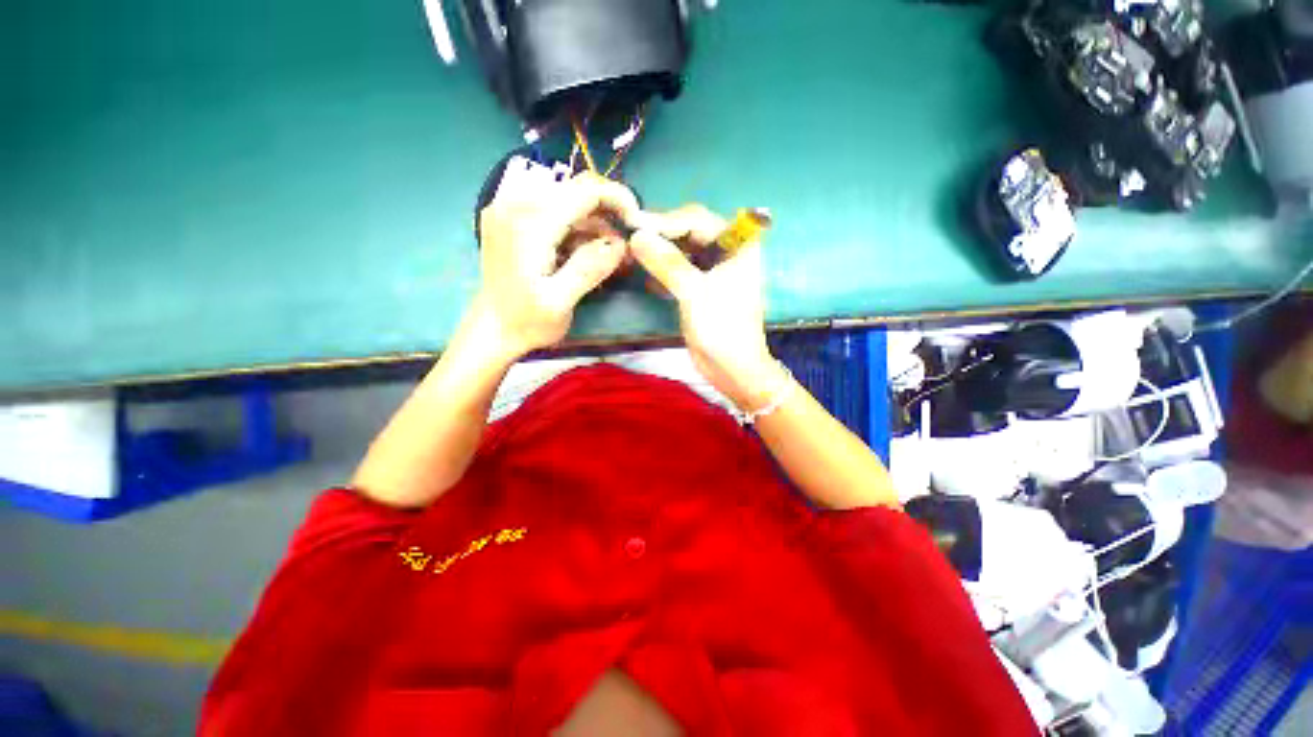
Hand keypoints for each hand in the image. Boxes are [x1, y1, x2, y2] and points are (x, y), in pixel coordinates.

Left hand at [473, 171, 641, 358]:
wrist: (491, 331)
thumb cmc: (525, 323)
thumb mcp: (560, 303)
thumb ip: (588, 269)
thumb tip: (620, 243)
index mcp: (529, 223)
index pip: (584, 190)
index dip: (618, 199)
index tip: (637, 225)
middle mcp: (516, 204)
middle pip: (577, 190)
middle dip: (607, 214)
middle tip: (625, 249)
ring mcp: (511, 208)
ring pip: (568, 200)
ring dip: (594, 224)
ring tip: (609, 257)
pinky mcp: (512, 218)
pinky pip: (555, 209)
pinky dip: (577, 228)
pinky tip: (585, 253)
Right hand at [630, 205, 786, 411]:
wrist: (733, 369)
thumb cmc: (722, 329)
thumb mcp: (694, 293)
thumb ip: (667, 263)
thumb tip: (637, 236)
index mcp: (737, 245)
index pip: (696, 220)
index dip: (664, 221)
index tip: (633, 225)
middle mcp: (727, 250)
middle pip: (689, 231)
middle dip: (660, 235)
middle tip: (630, 238)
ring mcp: (714, 269)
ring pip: (682, 250)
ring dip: (659, 253)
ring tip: (633, 255)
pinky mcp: (702, 286)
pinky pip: (680, 269)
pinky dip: (664, 271)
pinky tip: (648, 280)